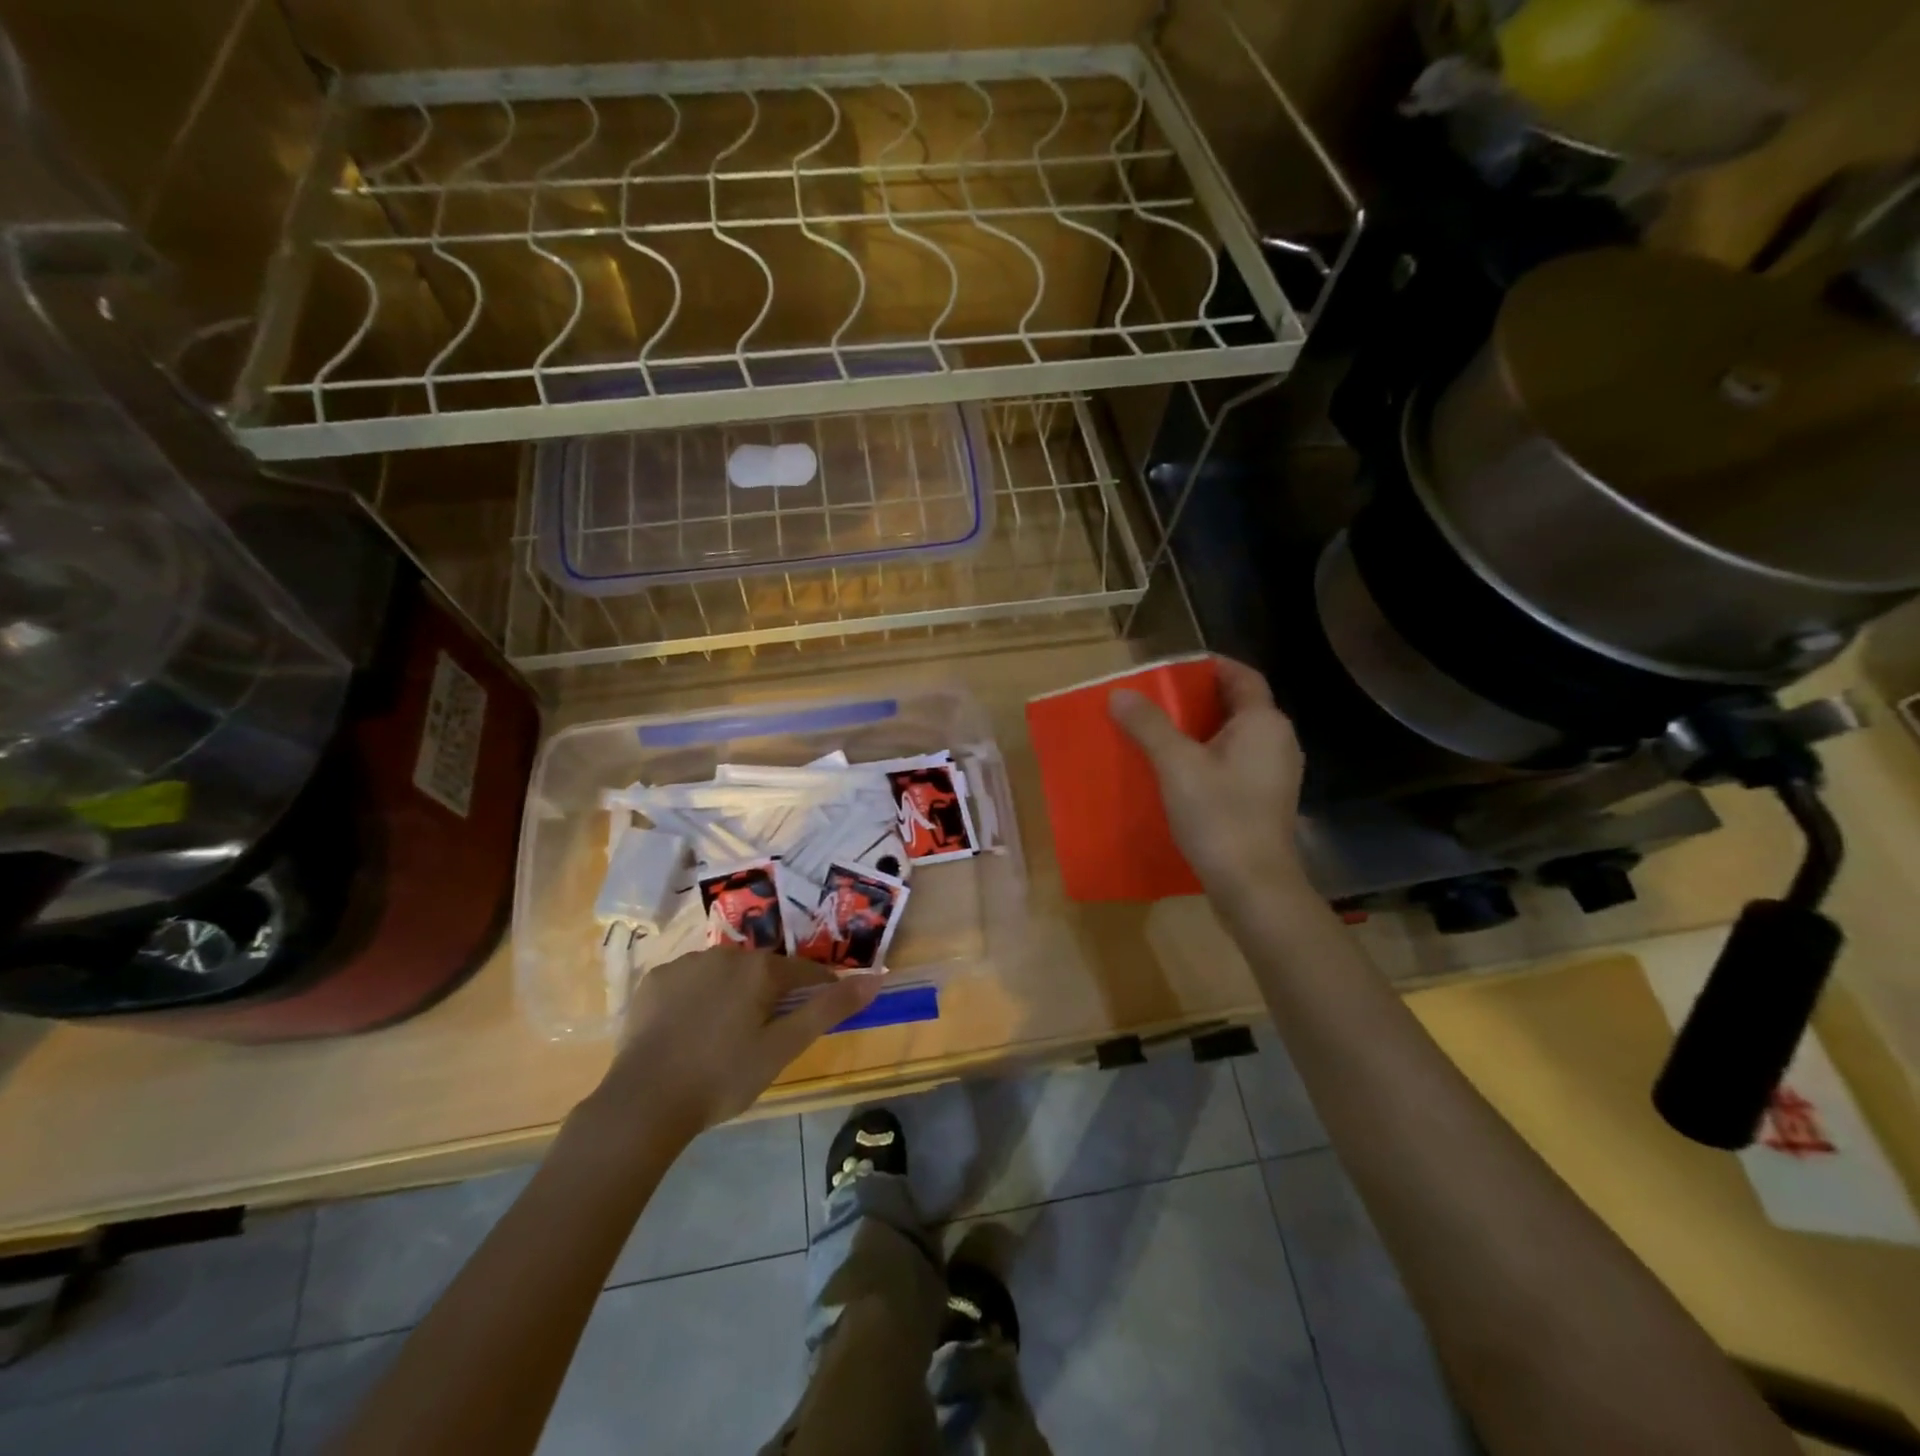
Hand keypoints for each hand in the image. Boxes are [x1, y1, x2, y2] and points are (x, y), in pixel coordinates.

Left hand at [598, 947, 880, 1145]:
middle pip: (763, 970)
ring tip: (723, 1037)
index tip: (815, 1017)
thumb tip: (875, 977)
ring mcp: (685, 964)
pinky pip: (689, 982)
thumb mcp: (784, 1048)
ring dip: (733, 994)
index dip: (817, 992)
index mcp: (760, 968)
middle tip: (763, 1038)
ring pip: (725, 973)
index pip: (804, 972)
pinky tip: (689, 1031)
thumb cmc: (723, 1077)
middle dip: (770, 995)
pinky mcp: (654, 980)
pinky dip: (696, 998)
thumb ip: (829, 1008)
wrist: (643, 1103)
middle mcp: (725, 954)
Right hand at [1109, 655, 1308, 904]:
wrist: (1253, 887)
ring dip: (1200, 731)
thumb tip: (1120, 693)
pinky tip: (1178, 774)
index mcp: (1264, 723)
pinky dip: (1208, 759)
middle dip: (1198, 699)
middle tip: (1156, 701)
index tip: (1172, 669)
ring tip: (1159, 735)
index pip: (1241, 676)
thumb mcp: (1176, 765)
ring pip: (1235, 737)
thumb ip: (1148, 725)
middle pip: (1238, 705)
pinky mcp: (1266, 801)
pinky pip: (1235, 764)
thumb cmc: (1219, 816)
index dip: (1209, 666)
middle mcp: (1278, 741)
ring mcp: (1275, 774)